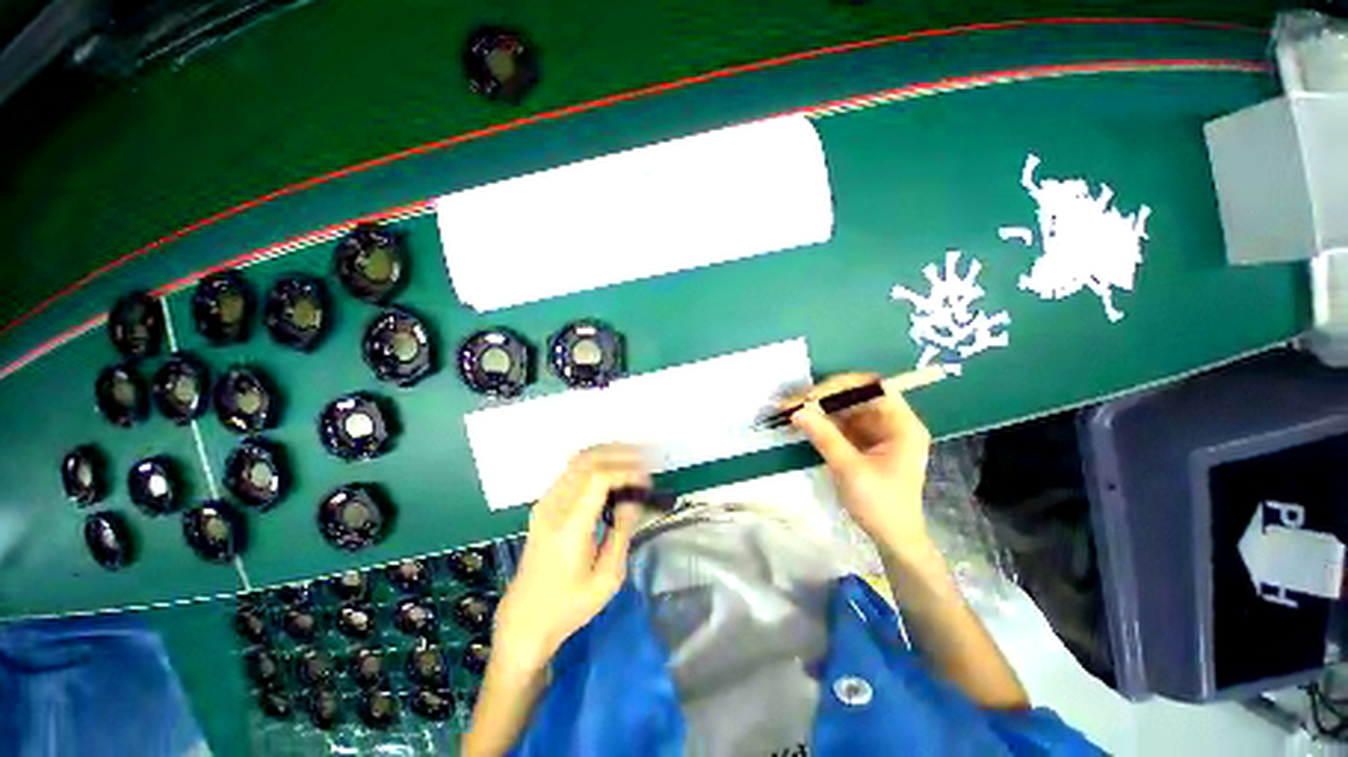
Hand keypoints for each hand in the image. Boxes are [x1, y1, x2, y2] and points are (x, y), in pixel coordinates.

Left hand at [492, 445, 646, 672]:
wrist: (525, 618)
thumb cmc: (570, 605)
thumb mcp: (607, 578)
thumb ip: (622, 532)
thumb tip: (633, 499)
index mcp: (569, 529)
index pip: (598, 479)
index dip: (626, 471)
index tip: (647, 480)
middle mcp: (553, 508)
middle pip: (587, 461)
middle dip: (619, 454)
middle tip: (645, 460)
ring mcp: (545, 504)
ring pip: (577, 461)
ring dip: (607, 453)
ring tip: (633, 458)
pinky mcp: (543, 505)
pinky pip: (571, 471)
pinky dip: (595, 462)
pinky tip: (612, 468)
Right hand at [787, 373, 932, 556]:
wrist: (892, 538)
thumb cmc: (881, 505)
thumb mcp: (851, 470)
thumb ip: (824, 437)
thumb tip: (797, 411)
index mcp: (902, 425)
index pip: (874, 387)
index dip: (843, 385)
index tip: (813, 395)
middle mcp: (891, 422)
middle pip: (856, 396)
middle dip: (824, 396)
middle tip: (794, 402)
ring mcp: (876, 431)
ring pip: (845, 408)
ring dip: (819, 408)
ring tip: (791, 410)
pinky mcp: (863, 441)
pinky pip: (841, 423)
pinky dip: (821, 421)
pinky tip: (803, 422)